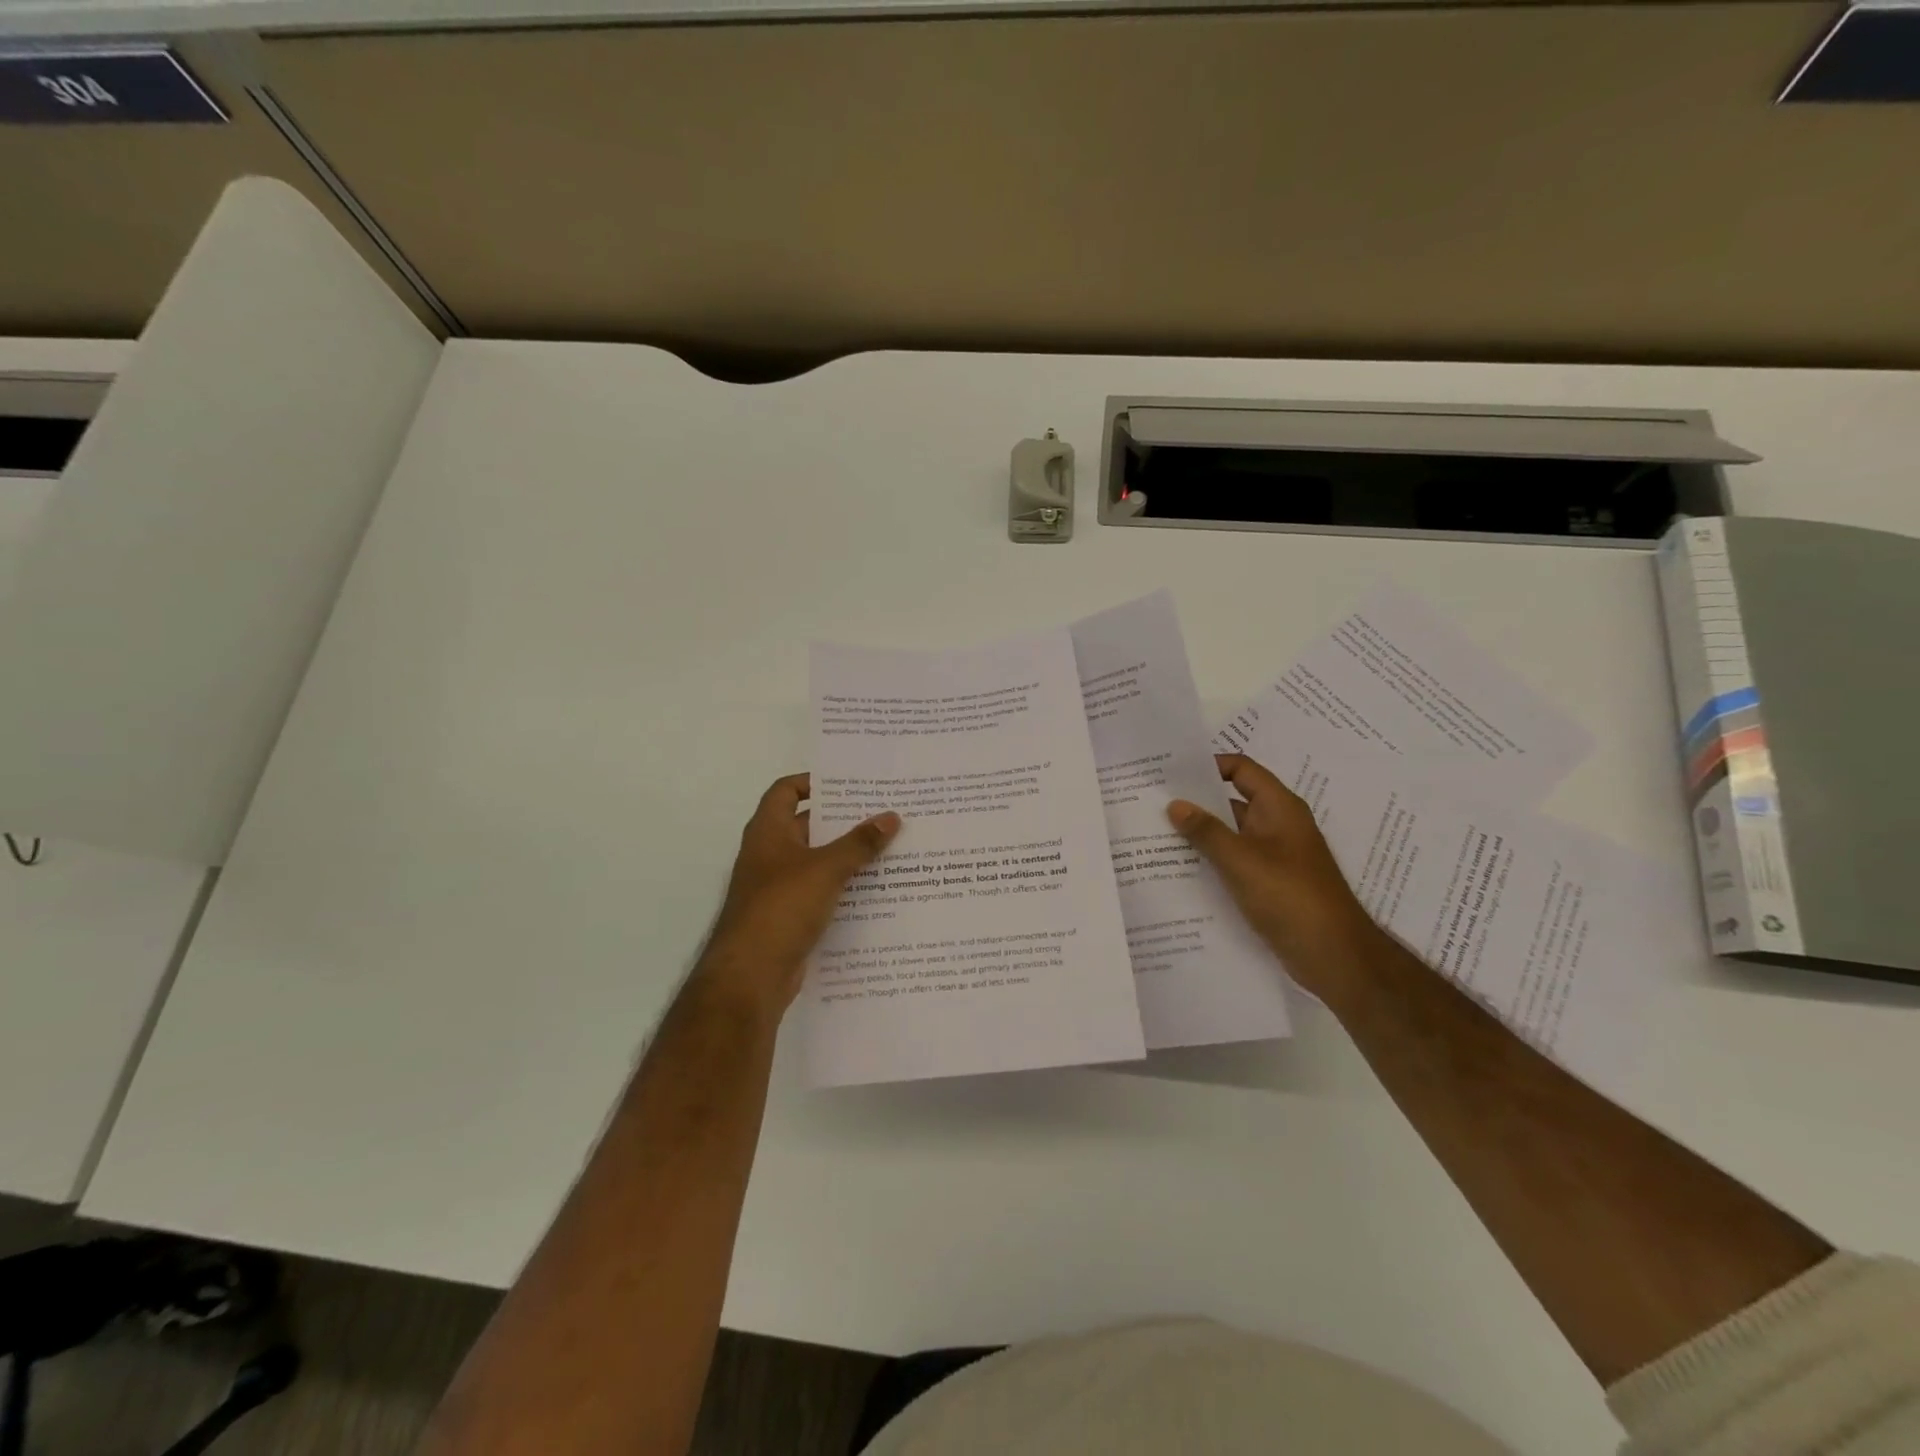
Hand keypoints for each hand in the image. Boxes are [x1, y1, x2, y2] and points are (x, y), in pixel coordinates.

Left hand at [697, 773, 900, 1015]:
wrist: (751, 976)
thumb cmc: (781, 907)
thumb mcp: (825, 869)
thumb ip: (859, 843)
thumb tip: (891, 817)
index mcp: (768, 832)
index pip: (785, 791)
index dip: (813, 781)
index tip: (849, 783)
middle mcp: (770, 855)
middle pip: (808, 826)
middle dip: (844, 820)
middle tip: (885, 813)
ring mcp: (778, 888)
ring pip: (818, 862)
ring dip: (848, 856)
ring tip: (891, 848)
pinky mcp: (790, 917)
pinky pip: (822, 893)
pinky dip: (844, 888)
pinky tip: (877, 890)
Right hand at [1167, 753, 1383, 999]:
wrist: (1334, 955)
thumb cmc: (1290, 896)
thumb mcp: (1242, 860)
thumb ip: (1206, 831)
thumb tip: (1175, 804)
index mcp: (1279, 808)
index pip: (1242, 769)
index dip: (1209, 765)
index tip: (1171, 773)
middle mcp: (1278, 825)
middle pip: (1232, 800)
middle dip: (1196, 801)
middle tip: (1153, 802)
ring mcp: (1274, 856)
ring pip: (1231, 834)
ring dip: (1200, 834)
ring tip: (1157, 835)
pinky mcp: (1270, 883)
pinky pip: (1235, 862)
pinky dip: (1211, 861)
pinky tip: (1181, 869)